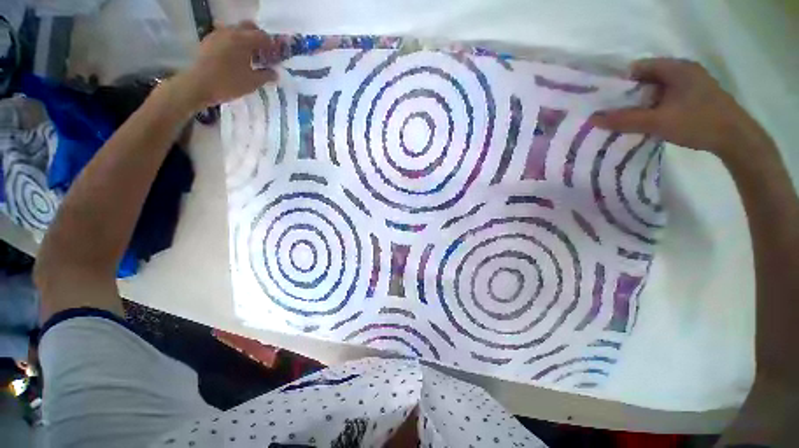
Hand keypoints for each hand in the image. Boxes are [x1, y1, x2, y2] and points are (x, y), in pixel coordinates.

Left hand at [172, 21, 277, 110]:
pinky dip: (234, 44)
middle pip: (249, 27)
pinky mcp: (209, 41)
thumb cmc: (229, 83)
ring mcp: (217, 35)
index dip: (272, 46)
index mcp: (242, 39)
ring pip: (236, 31)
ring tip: (250, 57)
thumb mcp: (252, 82)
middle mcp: (230, 32)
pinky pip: (226, 37)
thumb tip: (275, 73)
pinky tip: (236, 58)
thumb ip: (266, 76)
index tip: (276, 56)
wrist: (198, 85)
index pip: (263, 36)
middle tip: (263, 53)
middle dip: (258, 38)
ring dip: (245, 40)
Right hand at [589, 58, 771, 162]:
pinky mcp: (696, 97)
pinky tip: (648, 121)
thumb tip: (593, 118)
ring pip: (657, 90)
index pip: (639, 68)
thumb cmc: (698, 122)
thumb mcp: (657, 122)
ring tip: (627, 119)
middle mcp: (684, 71)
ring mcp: (692, 84)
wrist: (736, 139)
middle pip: (647, 79)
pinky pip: (667, 98)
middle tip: (613, 112)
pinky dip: (655, 108)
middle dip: (629, 95)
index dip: (620, 83)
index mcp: (676, 68)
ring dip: (642, 103)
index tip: (605, 100)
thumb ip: (625, 119)